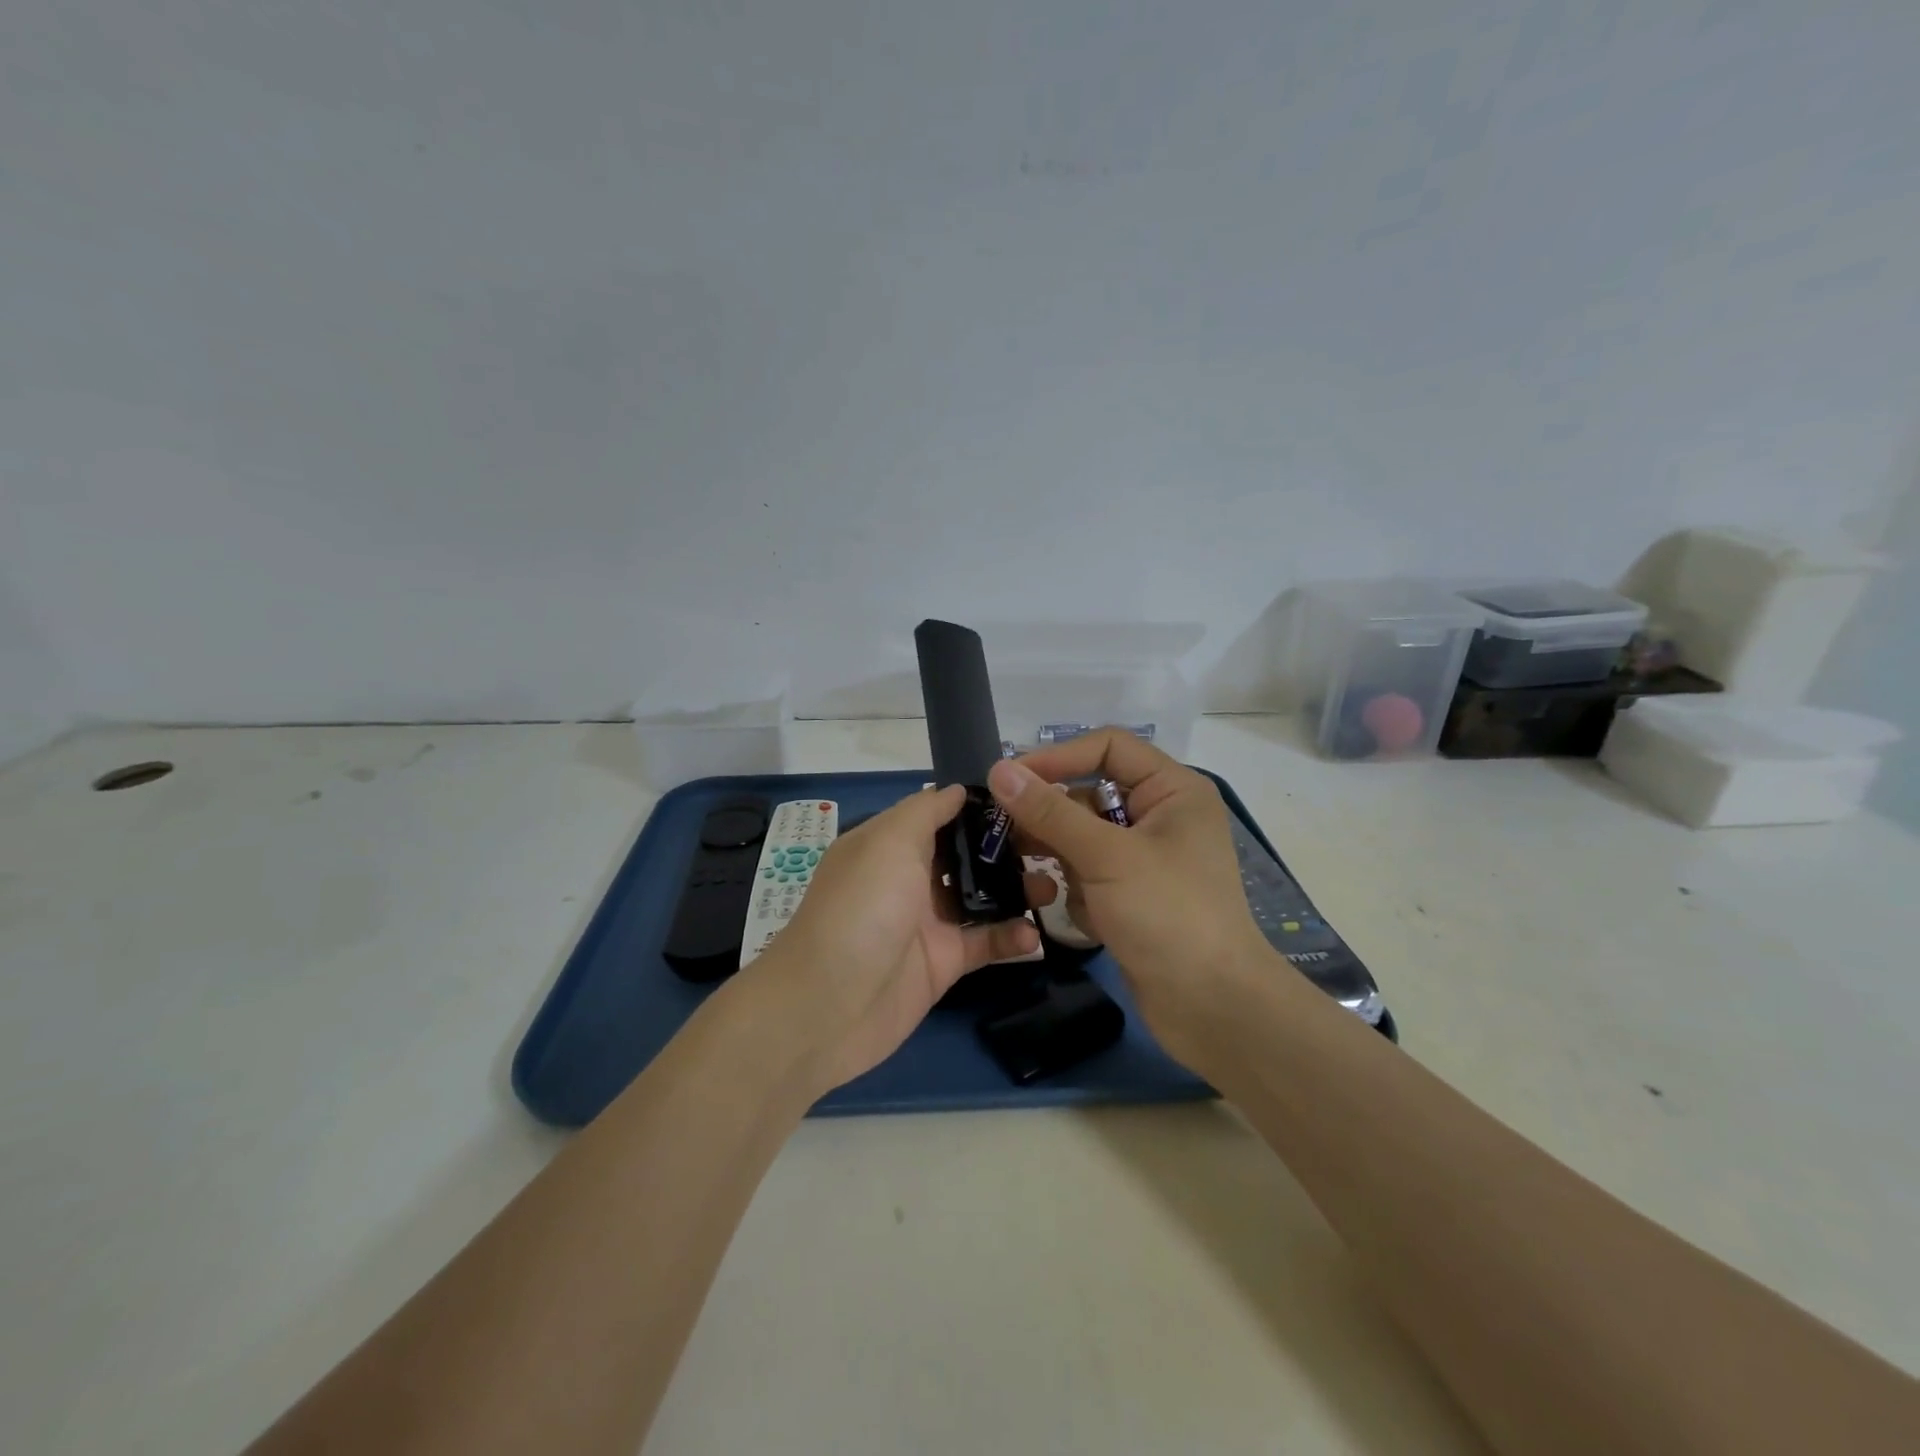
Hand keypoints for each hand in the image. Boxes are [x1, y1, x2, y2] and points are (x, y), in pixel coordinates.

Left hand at [739, 785, 1037, 1095]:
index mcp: (890, 843)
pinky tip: (1035, 936)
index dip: (978, 806)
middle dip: (1005, 848)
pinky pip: (984, 944)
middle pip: (965, 855)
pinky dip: (1010, 938)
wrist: (828, 1005)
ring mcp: (927, 922)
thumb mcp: (887, 842)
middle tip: (1052, 843)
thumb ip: (925, 812)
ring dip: (1017, 891)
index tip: (1026, 798)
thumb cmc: (862, 908)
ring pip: (981, 898)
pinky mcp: (942, 963)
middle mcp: (908, 878)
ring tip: (1053, 885)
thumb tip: (957, 790)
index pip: (940, 814)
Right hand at [990, 730, 1270, 1069]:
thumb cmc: (1168, 915)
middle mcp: (1159, 816)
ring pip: (1082, 839)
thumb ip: (1050, 811)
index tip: (1009, 779)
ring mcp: (1145, 859)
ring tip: (1044, 882)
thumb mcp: (1106, 856)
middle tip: (1005, 835)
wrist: (1213, 1008)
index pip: (1107, 747)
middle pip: (1089, 795)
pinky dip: (1080, 894)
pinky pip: (1089, 876)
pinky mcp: (1132, 896)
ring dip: (1063, 862)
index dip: (1058, 756)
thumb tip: (999, 769)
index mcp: (1171, 790)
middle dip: (1052, 820)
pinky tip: (1089, 920)